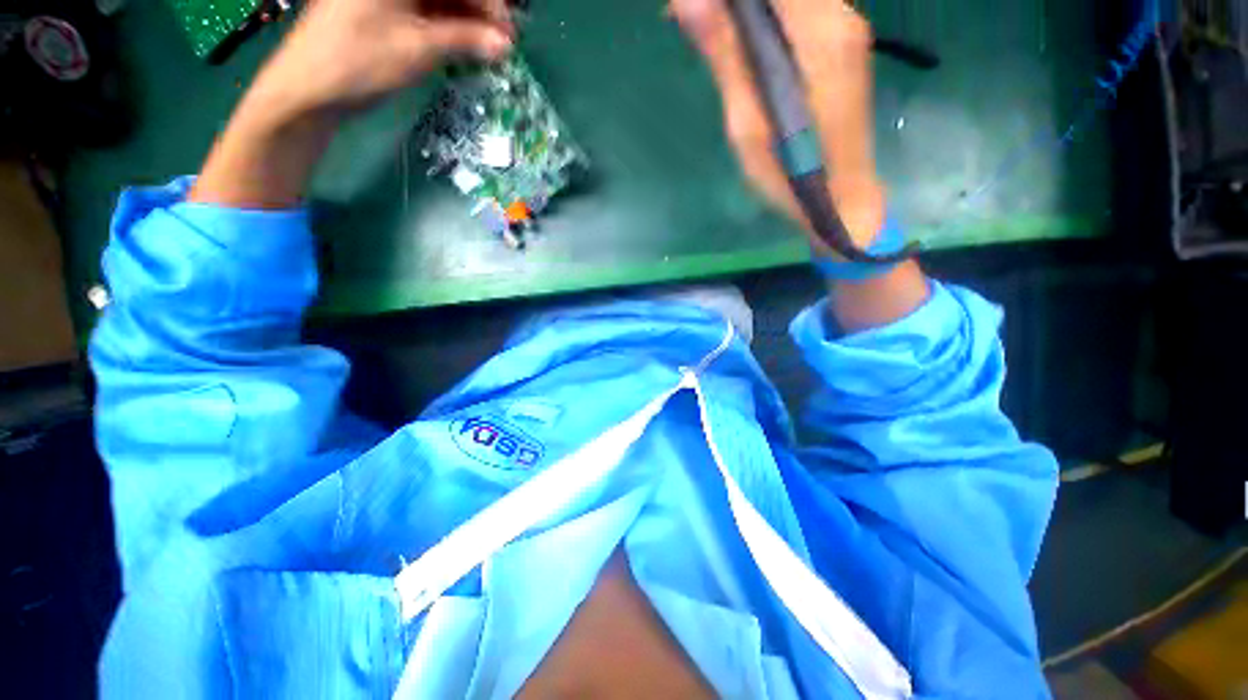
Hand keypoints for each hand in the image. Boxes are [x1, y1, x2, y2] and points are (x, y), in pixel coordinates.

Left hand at [192, 0, 513, 207]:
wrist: (309, 87)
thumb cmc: (362, 61)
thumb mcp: (420, 48)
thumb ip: (465, 40)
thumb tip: (504, 44)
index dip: (487, 2)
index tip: (509, 31)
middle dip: (477, 11)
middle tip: (503, 42)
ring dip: (464, 20)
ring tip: (488, 48)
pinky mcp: (376, 7)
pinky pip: (419, 9)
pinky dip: (443, 25)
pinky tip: (462, 43)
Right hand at [670, 0, 884, 250]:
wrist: (842, 198)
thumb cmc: (790, 173)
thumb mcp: (748, 123)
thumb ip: (725, 56)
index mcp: (819, 32)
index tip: (695, 12)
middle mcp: (841, 15)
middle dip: (734, 6)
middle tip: (698, 23)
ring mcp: (847, 27)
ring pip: (788, 0)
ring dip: (747, 12)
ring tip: (714, 35)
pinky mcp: (843, 43)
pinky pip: (799, 11)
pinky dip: (765, 18)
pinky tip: (744, 44)